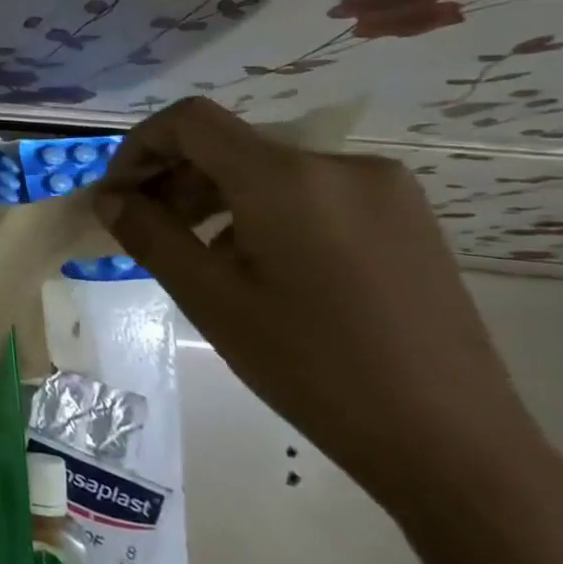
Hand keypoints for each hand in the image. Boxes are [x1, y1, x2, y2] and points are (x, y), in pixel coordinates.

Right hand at [98, 98, 542, 508]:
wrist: (453, 442)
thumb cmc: (311, 366)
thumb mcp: (209, 298)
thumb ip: (149, 234)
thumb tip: (110, 199)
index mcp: (287, 176)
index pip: (191, 121)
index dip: (141, 146)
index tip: (118, 194)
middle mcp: (339, 164)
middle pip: (230, 145)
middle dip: (175, 178)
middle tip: (147, 229)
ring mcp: (383, 189)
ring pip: (270, 169)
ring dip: (217, 197)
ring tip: (198, 253)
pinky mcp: (406, 217)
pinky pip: (312, 191)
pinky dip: (264, 210)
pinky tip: (257, 264)